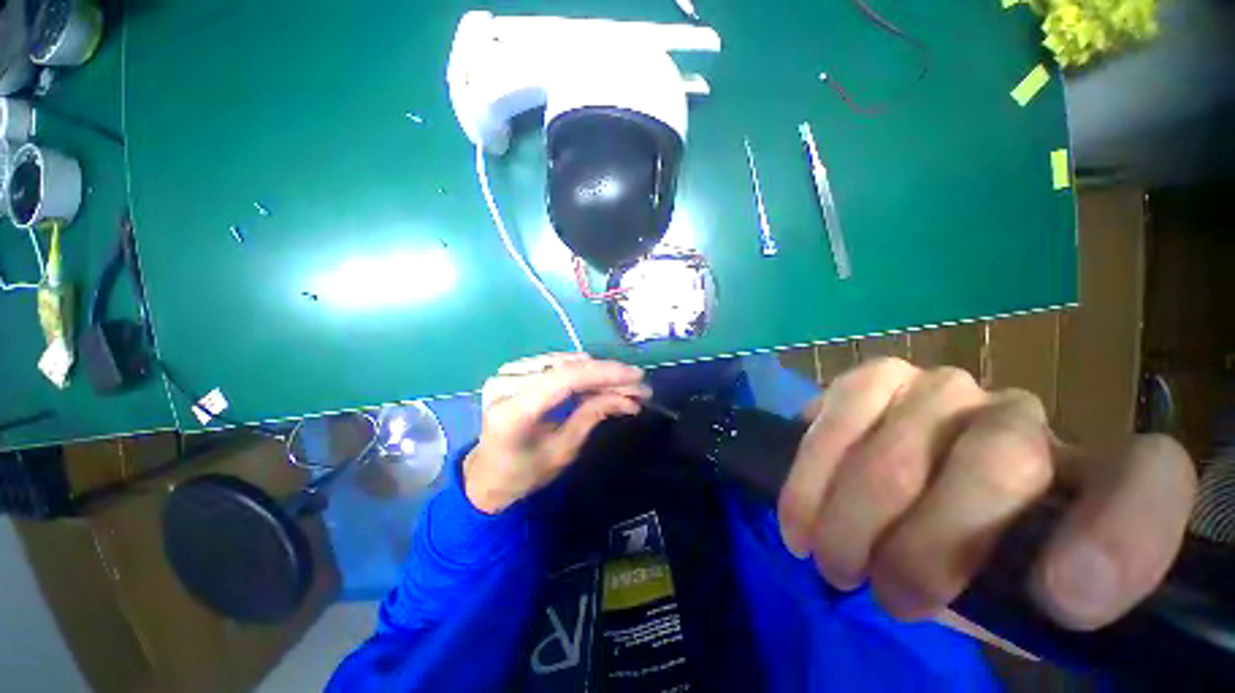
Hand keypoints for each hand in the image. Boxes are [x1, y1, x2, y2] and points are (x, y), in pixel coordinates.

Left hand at [464, 353, 649, 513]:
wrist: (487, 474)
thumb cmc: (523, 474)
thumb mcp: (562, 451)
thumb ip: (592, 416)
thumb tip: (628, 398)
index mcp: (511, 412)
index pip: (564, 379)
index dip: (604, 374)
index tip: (636, 377)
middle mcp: (506, 384)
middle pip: (568, 367)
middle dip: (608, 375)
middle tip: (639, 387)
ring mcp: (508, 373)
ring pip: (566, 362)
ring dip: (599, 373)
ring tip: (625, 387)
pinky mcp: (515, 370)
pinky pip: (557, 364)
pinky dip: (583, 372)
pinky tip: (602, 383)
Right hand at [779, 358, 1196, 630]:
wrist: (905, 496)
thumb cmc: (972, 559)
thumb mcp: (1016, 599)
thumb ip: (1038, 600)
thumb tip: (1050, 593)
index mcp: (1091, 479)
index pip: (1147, 479)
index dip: (1121, 536)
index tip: (1063, 601)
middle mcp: (1024, 415)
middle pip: (998, 463)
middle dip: (926, 549)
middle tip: (884, 596)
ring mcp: (942, 386)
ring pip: (898, 452)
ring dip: (851, 517)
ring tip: (829, 559)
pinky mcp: (875, 378)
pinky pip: (838, 417)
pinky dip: (812, 474)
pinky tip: (799, 513)